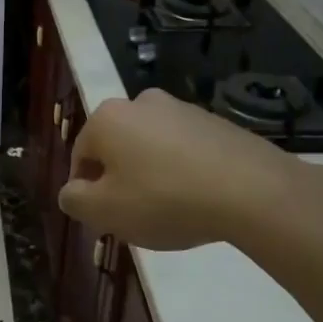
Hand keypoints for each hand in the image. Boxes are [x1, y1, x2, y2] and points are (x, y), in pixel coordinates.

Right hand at [58, 88, 322, 250]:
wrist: (252, 191)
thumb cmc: (164, 200)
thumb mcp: (105, 212)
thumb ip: (75, 201)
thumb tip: (71, 191)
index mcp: (107, 118)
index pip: (80, 156)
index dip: (86, 191)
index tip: (104, 218)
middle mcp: (141, 102)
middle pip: (116, 148)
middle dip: (119, 180)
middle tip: (133, 216)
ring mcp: (182, 109)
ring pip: (150, 147)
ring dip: (151, 174)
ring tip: (169, 210)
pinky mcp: (216, 122)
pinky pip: (184, 150)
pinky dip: (182, 171)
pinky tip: (198, 199)